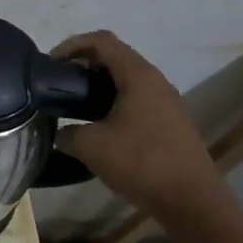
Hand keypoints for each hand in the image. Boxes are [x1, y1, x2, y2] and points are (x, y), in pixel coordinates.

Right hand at [52, 31, 227, 222]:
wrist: (192, 201)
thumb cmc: (141, 162)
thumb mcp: (90, 146)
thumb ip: (67, 133)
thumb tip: (60, 132)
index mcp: (138, 76)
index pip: (102, 41)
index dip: (72, 45)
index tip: (50, 65)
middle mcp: (155, 81)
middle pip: (114, 57)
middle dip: (82, 65)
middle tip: (58, 85)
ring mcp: (166, 102)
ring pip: (125, 80)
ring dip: (97, 86)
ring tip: (73, 106)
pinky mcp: (169, 123)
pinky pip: (136, 99)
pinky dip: (112, 102)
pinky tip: (98, 127)